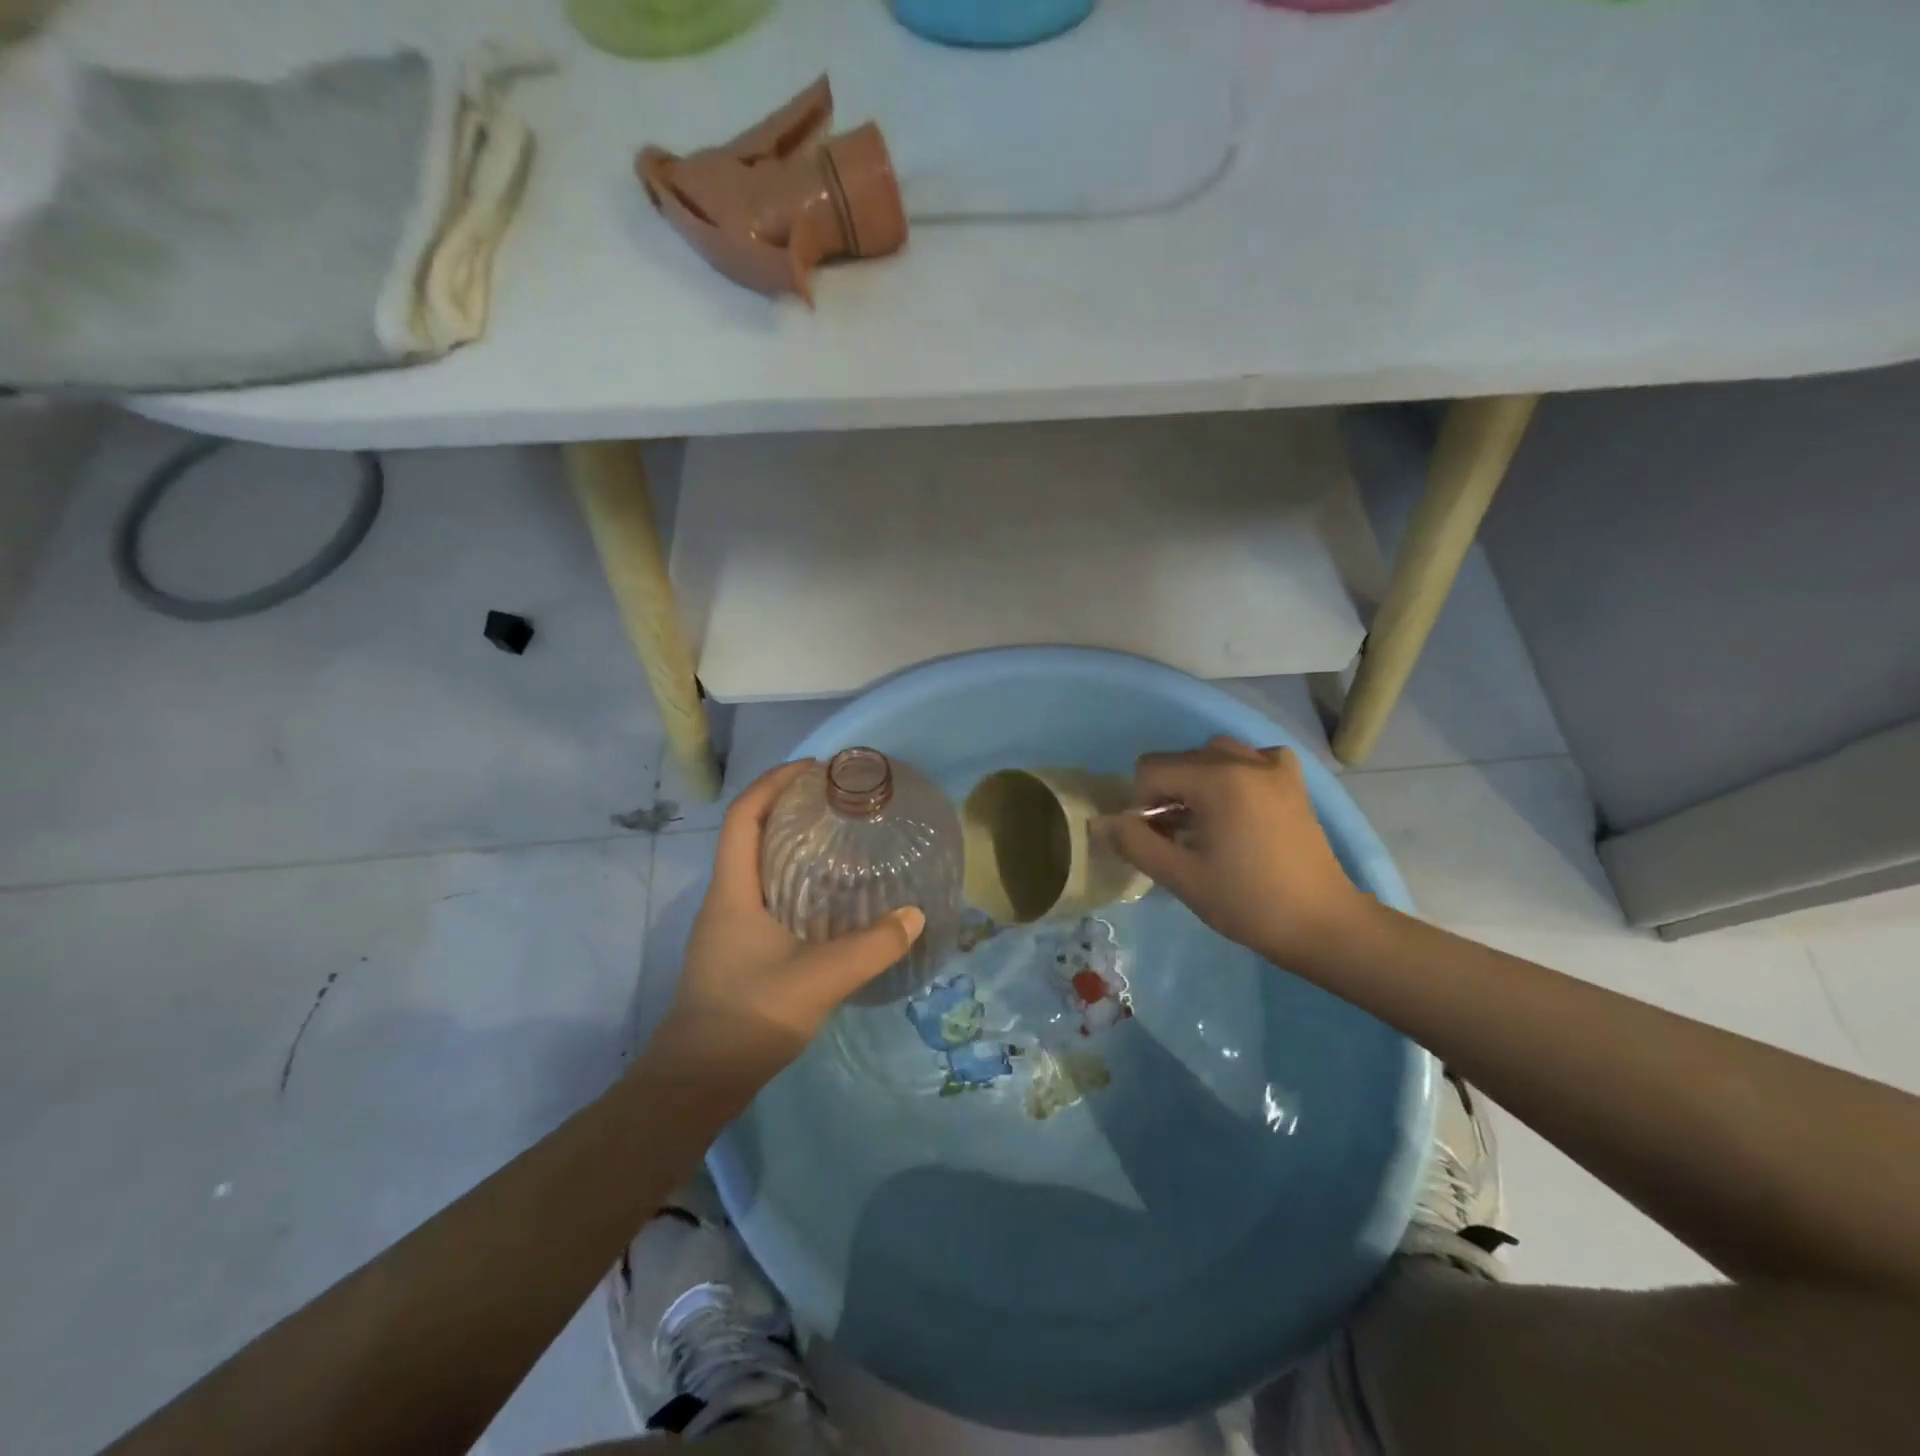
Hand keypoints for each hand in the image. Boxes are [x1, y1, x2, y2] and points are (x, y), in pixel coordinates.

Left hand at [651, 760, 925, 1090]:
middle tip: (836, 802)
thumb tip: (914, 915)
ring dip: (791, 845)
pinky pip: (766, 896)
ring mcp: (728, 927)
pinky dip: (794, 881)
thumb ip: (872, 947)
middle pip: (750, 835)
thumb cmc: (749, 1017)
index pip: (744, 816)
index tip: (813, 769)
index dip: (774, 783)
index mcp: (733, 891)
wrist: (698, 1081)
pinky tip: (828, 900)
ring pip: (758, 867)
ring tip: (839, 842)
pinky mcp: (737, 950)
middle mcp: (725, 899)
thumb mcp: (820, 978)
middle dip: (787, 808)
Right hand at [1101, 737, 1367, 965]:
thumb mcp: (1181, 877)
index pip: (1151, 770)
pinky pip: (1250, 759)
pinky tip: (1238, 805)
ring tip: (1204, 823)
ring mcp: (1274, 767)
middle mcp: (1246, 760)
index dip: (1141, 805)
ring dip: (1196, 782)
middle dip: (1167, 793)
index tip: (1157, 840)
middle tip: (1177, 838)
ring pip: (1213, 754)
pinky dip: (1234, 774)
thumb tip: (1098, 822)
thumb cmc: (1248, 903)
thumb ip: (1135, 843)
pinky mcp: (1293, 780)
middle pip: (1180, 760)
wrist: (1323, 925)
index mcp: (1218, 780)